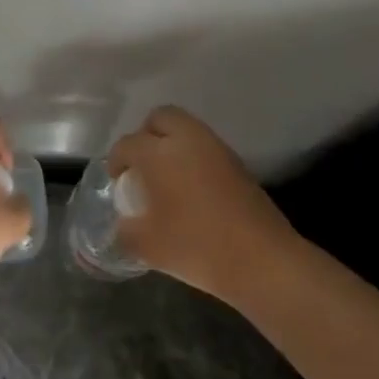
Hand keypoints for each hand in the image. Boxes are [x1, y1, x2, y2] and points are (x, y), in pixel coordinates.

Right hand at [108, 106, 296, 298]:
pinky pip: (206, 148)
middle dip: (146, 135)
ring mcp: (217, 150)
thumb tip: (122, 226)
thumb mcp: (147, 246)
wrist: (262, 260)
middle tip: (142, 166)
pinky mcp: (238, 165)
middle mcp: (187, 141)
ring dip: (172, 145)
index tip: (116, 181)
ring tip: (166, 179)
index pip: (127, 144)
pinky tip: (191, 190)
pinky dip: (193, 159)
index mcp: (158, 153)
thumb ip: (125, 232)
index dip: (116, 160)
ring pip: (187, 130)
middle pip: (161, 118)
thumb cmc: (196, 246)